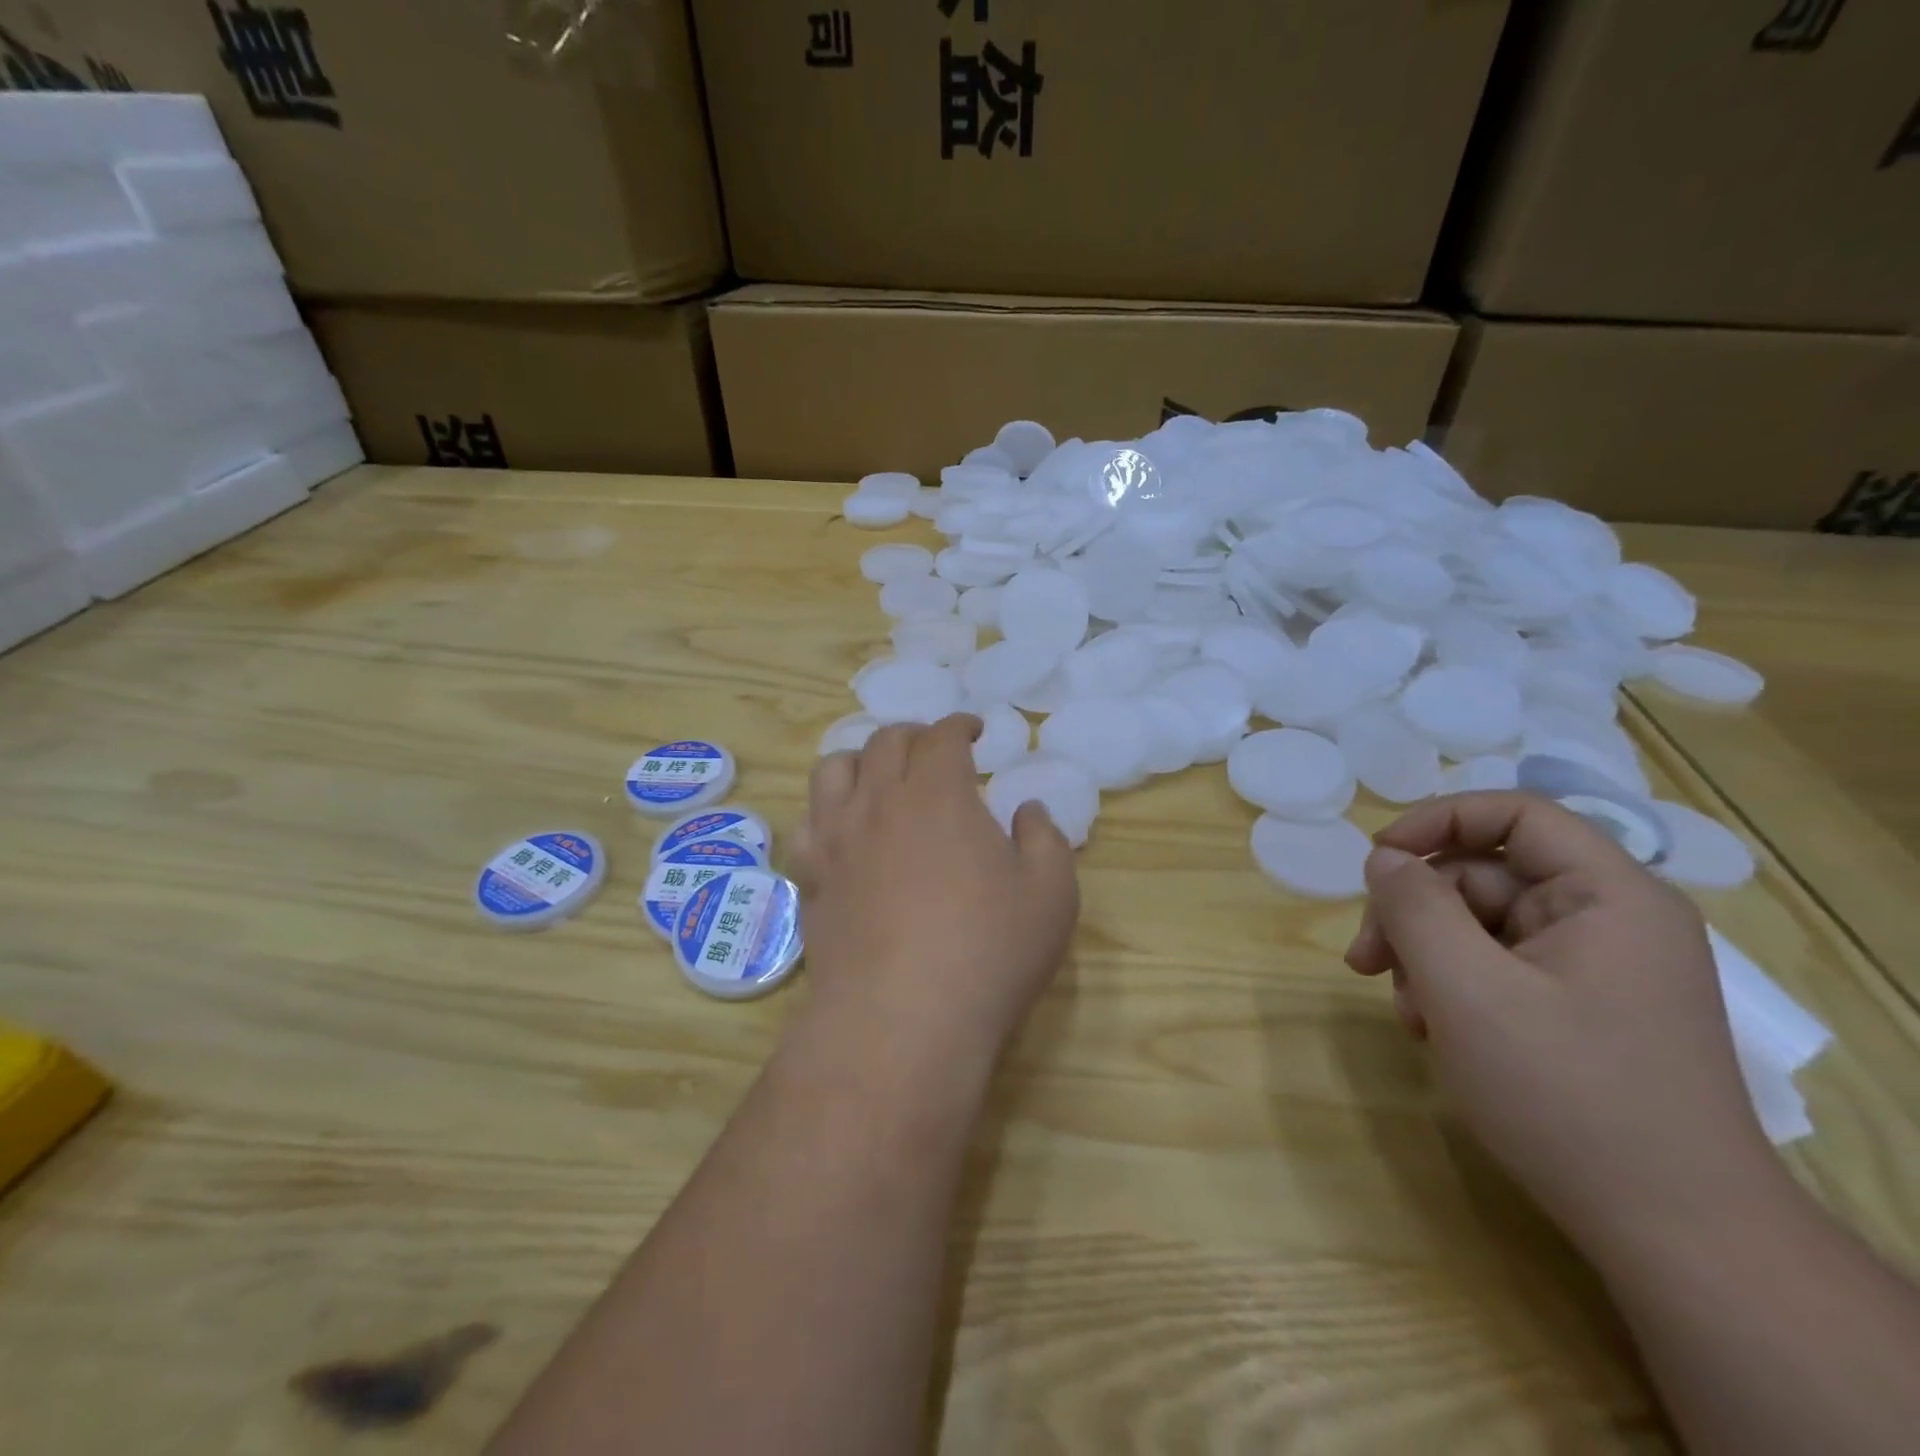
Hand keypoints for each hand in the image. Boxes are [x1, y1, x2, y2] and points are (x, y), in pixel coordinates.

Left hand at [790, 714, 1079, 1074]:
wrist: (901, 1021)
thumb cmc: (987, 952)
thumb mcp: (1051, 894)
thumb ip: (1045, 839)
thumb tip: (1027, 810)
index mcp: (938, 794)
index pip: (941, 736)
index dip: (959, 726)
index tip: (974, 732)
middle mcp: (880, 802)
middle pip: (885, 742)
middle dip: (914, 736)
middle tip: (934, 751)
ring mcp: (837, 840)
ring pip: (833, 770)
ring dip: (861, 759)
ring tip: (880, 777)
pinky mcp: (813, 879)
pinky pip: (806, 824)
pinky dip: (825, 812)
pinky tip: (842, 831)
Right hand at [1345, 792, 1780, 1257]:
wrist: (1675, 1237)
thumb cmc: (1566, 1095)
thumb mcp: (1466, 990)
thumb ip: (1414, 908)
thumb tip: (1383, 858)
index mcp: (1609, 896)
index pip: (1515, 813)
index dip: (1436, 821)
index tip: (1376, 860)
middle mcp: (1611, 920)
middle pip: (1485, 876)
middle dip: (1415, 913)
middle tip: (1364, 961)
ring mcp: (1599, 969)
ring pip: (1482, 927)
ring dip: (1427, 957)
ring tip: (1407, 1014)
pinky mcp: (1584, 1010)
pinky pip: (1499, 969)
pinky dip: (1454, 988)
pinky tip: (1434, 1032)